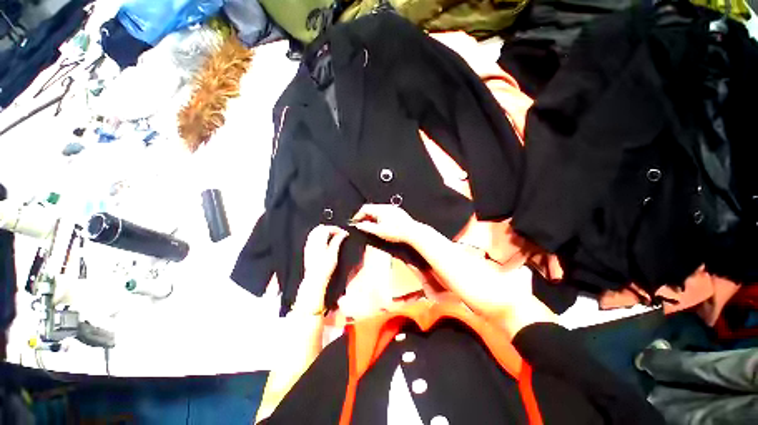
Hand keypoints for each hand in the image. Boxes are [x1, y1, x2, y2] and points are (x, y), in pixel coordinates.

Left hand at [293, 225, 348, 313]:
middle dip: (330, 228)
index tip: (343, 232)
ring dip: (324, 231)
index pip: (327, 229)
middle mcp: (312, 242)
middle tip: (338, 232)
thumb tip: (343, 233)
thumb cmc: (325, 268)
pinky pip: (312, 237)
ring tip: (332, 234)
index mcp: (319, 242)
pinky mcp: (307, 250)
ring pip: (315, 232)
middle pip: (320, 228)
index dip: (336, 229)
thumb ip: (338, 241)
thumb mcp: (334, 253)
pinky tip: (324, 239)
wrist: (315, 279)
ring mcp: (309, 246)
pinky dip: (318, 235)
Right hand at [349, 204, 423, 243]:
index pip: (364, 208)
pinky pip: (385, 212)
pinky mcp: (397, 212)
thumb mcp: (379, 231)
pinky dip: (379, 217)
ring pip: (378, 210)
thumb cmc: (397, 232)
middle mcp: (386, 206)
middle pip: (371, 208)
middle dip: (364, 216)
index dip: (357, 215)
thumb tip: (359, 225)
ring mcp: (392, 208)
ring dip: (372, 217)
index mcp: (380, 209)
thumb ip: (367, 227)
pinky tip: (381, 224)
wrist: (412, 232)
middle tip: (361, 224)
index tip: (355, 222)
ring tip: (371, 226)